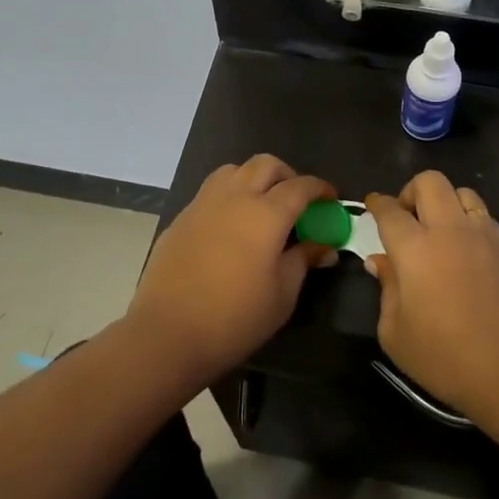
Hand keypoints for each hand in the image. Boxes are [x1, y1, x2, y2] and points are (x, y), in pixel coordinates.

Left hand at [124, 156, 335, 390]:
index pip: (301, 186)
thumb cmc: (235, 318)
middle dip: (288, 176)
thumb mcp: (283, 294)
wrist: (168, 333)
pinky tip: (231, 227)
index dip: (320, 189)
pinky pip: (211, 192)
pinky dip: (229, 197)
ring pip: (234, 171)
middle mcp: (234, 197)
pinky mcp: (181, 219)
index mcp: (266, 214)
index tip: (330, 200)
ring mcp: (202, 204)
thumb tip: (324, 246)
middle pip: (266, 165)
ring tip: (262, 206)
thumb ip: (304, 261)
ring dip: (254, 179)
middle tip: (297, 201)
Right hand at [365, 173, 498, 444]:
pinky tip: (462, 246)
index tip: (371, 206)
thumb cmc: (445, 358)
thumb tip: (381, 262)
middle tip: (404, 219)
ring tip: (436, 229)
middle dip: (410, 192)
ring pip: (462, 191)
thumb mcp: (395, 333)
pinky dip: (467, 218)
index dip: (376, 204)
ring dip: (444, 201)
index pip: (390, 210)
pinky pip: (483, 214)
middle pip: (429, 182)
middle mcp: (450, 230)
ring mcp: (483, 236)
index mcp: (415, 248)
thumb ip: (386, 289)